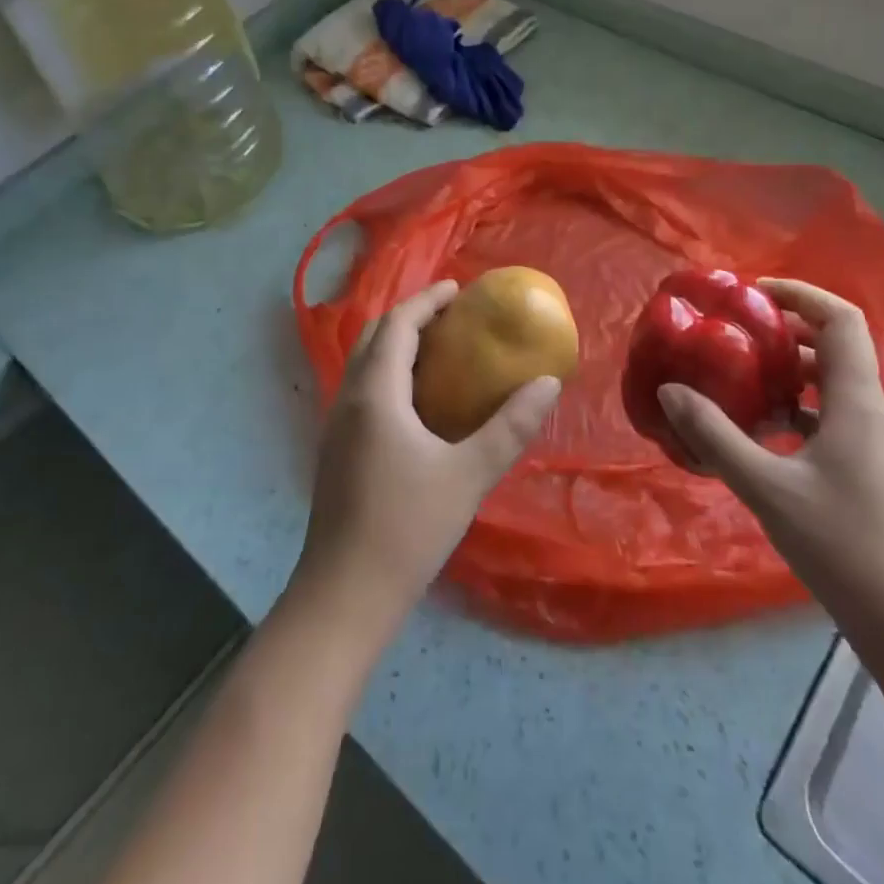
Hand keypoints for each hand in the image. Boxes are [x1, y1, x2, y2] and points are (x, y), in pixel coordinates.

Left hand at [295, 280, 561, 631]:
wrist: (344, 594)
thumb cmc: (407, 528)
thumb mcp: (469, 475)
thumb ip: (510, 426)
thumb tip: (548, 384)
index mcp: (375, 394)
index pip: (397, 325)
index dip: (427, 300)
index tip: (459, 289)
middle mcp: (348, 399)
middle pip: (374, 336)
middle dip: (410, 317)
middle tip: (452, 317)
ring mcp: (336, 426)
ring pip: (364, 364)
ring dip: (397, 345)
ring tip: (439, 351)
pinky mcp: (335, 450)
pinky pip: (362, 389)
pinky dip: (388, 374)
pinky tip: (417, 402)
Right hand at [657, 278, 883, 633]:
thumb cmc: (841, 544)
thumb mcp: (766, 486)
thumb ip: (714, 435)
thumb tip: (669, 391)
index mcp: (856, 401)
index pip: (841, 320)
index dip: (801, 294)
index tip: (753, 294)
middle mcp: (871, 411)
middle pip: (833, 347)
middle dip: (784, 331)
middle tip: (733, 332)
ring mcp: (873, 441)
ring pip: (829, 384)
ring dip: (786, 372)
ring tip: (737, 376)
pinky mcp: (867, 468)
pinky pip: (829, 416)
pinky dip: (794, 408)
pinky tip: (758, 430)